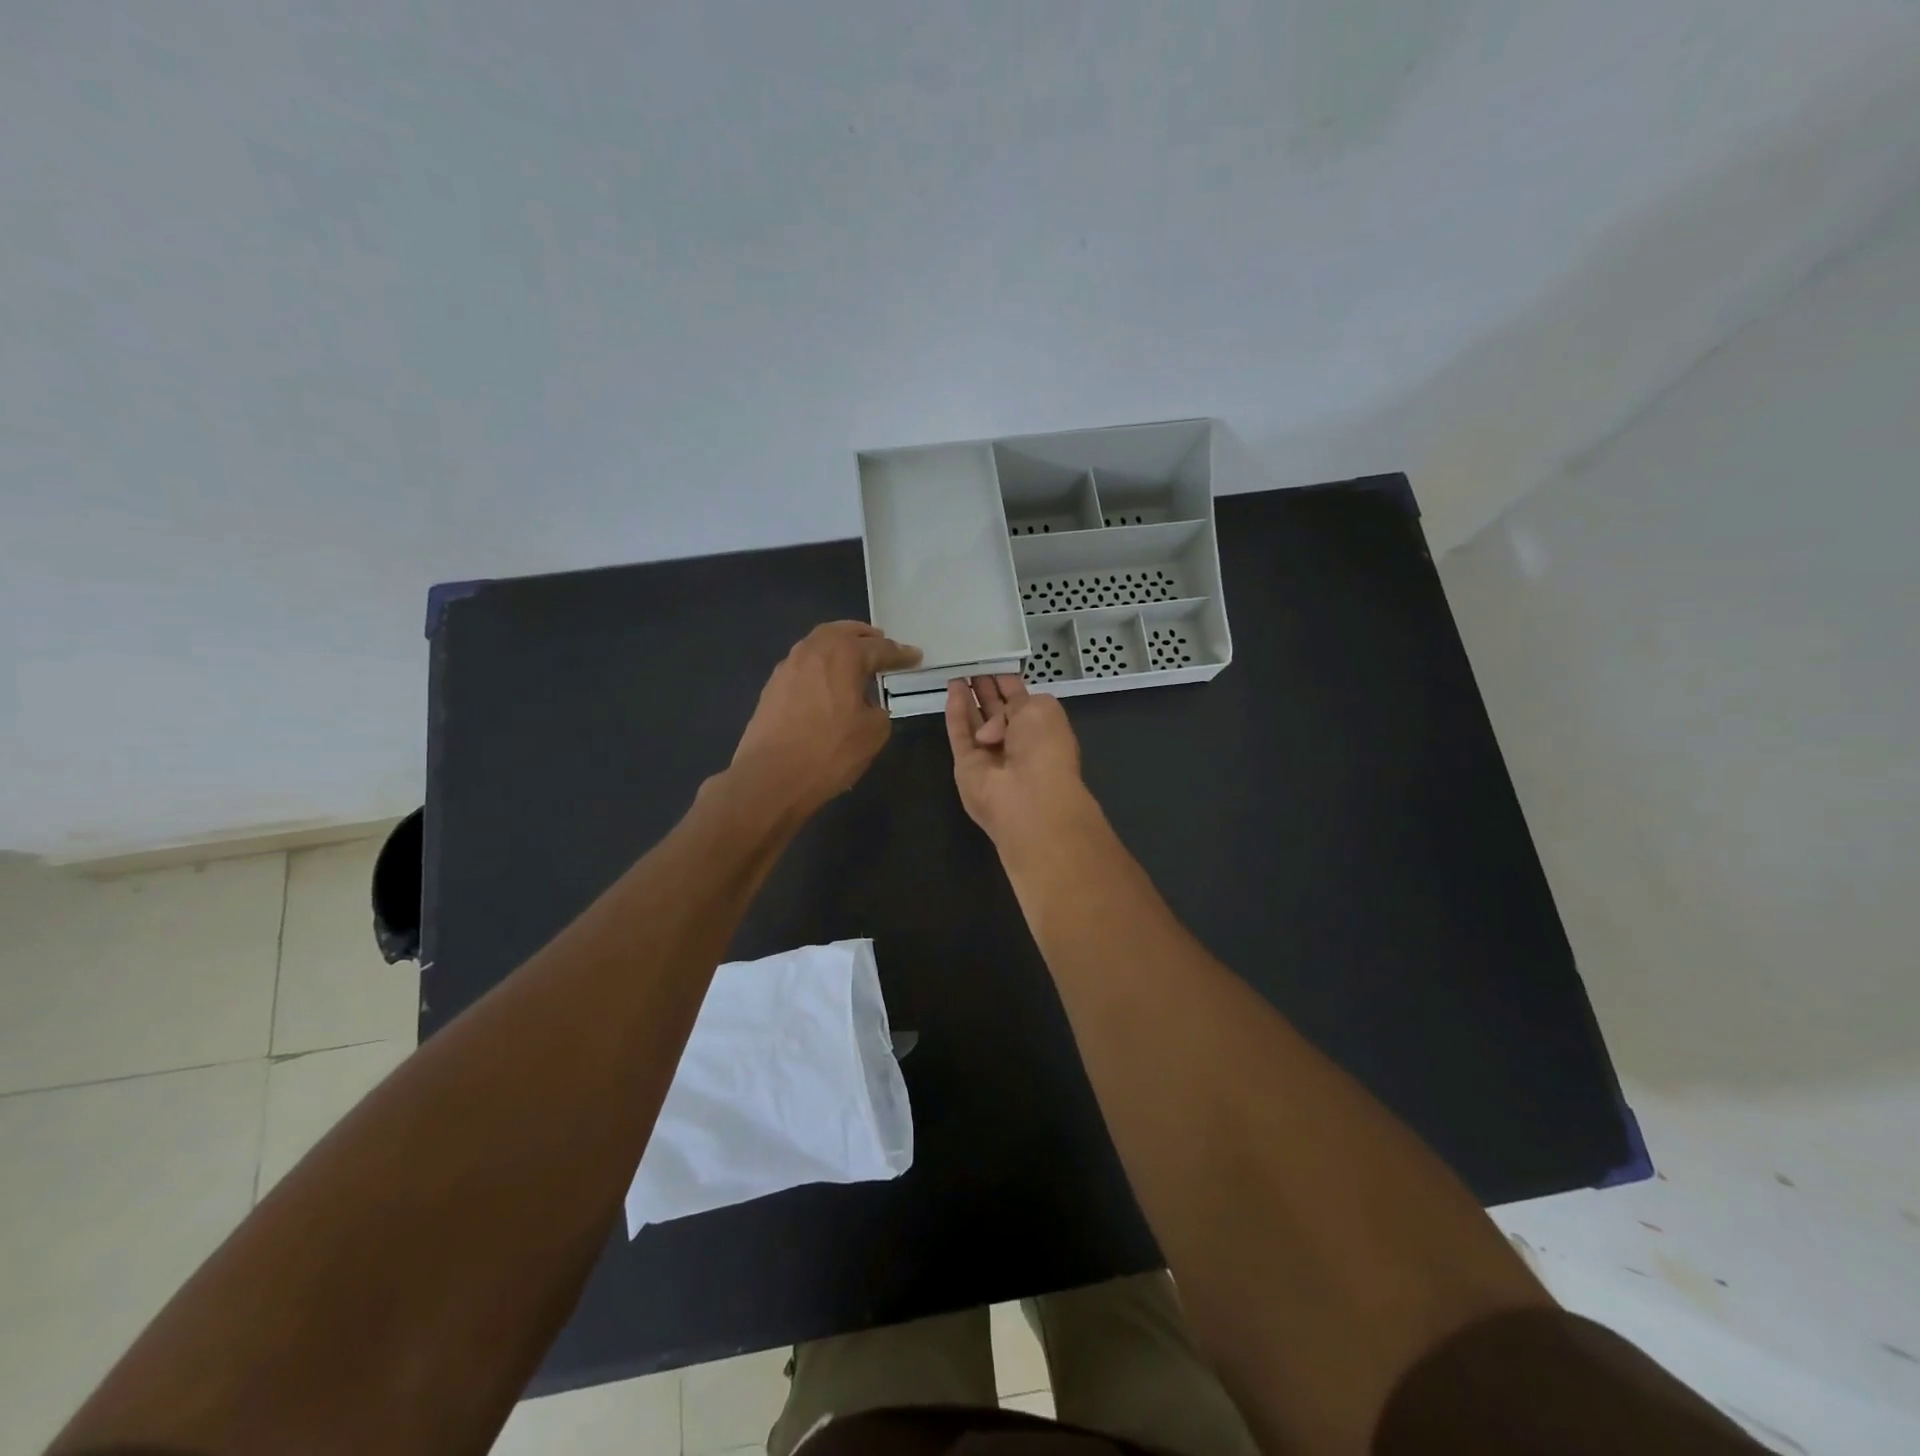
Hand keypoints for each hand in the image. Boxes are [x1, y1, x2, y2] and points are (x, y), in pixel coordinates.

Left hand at [730, 622, 919, 817]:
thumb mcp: (874, 733)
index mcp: (844, 655)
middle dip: (865, 636)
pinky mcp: (773, 686)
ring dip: (839, 646)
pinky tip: (827, 682)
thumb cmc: (830, 752)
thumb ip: (879, 709)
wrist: (771, 778)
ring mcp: (788, 666)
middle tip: (881, 643)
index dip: (901, 654)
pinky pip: (804, 664)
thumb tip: (868, 704)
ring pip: (819, 644)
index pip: (880, 648)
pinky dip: (821, 665)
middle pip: (843, 632)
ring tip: (854, 659)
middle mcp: (814, 650)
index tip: (915, 656)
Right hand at [944, 674, 1092, 853]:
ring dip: (967, 697)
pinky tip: (951, 689)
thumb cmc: (1044, 746)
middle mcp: (1015, 739)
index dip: (1006, 681)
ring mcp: (989, 753)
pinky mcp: (966, 764)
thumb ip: (1018, 699)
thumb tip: (992, 726)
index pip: (1019, 699)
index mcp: (1039, 726)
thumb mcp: (1044, 708)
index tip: (992, 662)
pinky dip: (955, 712)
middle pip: (995, 709)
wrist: (1029, 796)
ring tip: (956, 671)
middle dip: (984, 687)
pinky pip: (959, 733)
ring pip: (974, 720)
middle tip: (970, 663)